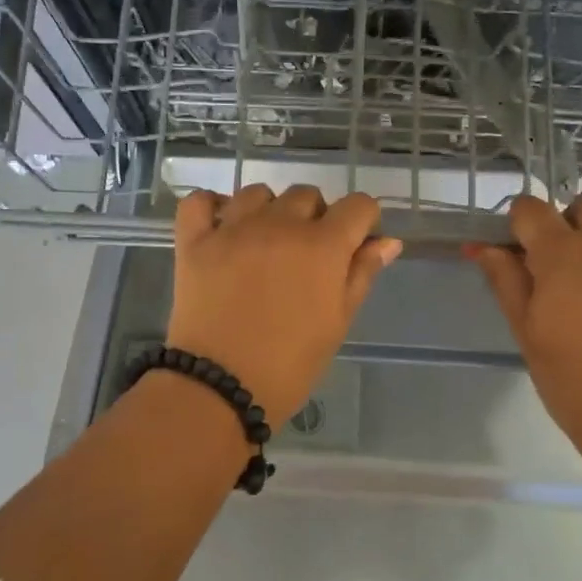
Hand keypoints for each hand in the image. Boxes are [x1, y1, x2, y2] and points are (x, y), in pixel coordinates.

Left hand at [167, 185, 402, 427]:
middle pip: (307, 195)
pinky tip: (221, 226)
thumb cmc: (290, 364)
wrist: (220, 387)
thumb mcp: (337, 322)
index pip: (358, 206)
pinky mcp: (194, 240)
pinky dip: (212, 206)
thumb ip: (362, 275)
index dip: (362, 221)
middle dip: (315, 217)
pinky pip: (201, 201)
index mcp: (322, 245)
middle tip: (306, 255)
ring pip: (258, 193)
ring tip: (264, 243)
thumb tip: (387, 241)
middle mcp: (279, 224)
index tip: (354, 244)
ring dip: (269, 210)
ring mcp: (233, 228)